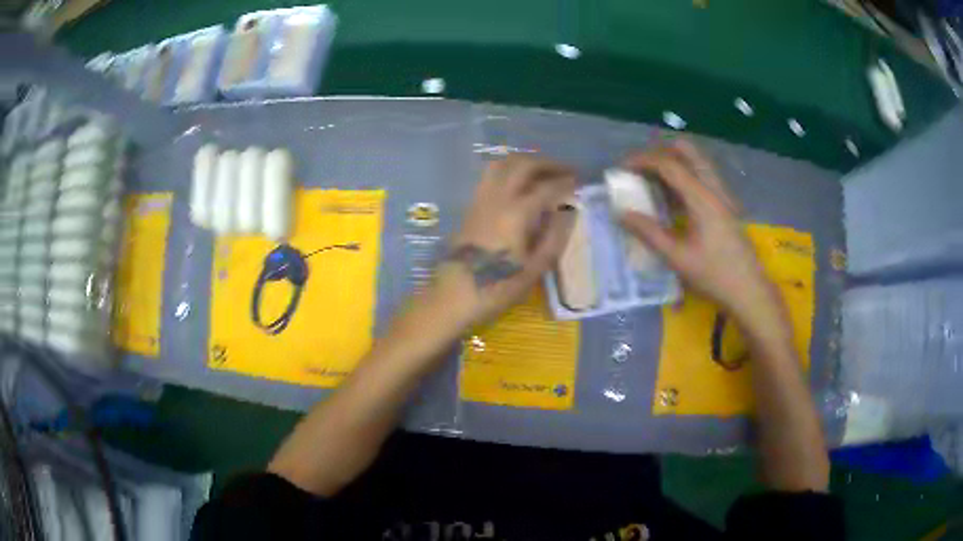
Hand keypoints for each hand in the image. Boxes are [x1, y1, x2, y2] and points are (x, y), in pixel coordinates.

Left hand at [434, 155, 575, 326]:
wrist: (452, 295)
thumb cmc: (497, 287)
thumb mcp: (535, 269)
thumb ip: (555, 236)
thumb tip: (569, 211)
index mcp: (517, 213)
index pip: (547, 187)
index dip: (566, 182)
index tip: (580, 182)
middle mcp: (498, 198)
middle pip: (524, 165)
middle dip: (548, 164)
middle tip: (566, 171)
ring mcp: (481, 199)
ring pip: (503, 163)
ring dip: (526, 161)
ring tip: (542, 172)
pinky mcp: (471, 205)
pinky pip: (490, 175)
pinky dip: (509, 169)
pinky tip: (518, 183)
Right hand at [618, 140, 778, 320]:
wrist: (749, 291)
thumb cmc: (714, 276)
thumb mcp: (678, 258)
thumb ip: (649, 233)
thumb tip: (621, 213)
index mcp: (702, 198)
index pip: (669, 164)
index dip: (642, 160)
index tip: (621, 168)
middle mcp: (714, 188)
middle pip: (687, 151)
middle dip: (660, 152)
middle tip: (641, 169)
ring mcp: (722, 195)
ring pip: (696, 163)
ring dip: (673, 165)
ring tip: (652, 184)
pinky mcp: (725, 205)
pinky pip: (702, 178)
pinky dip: (683, 179)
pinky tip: (672, 202)